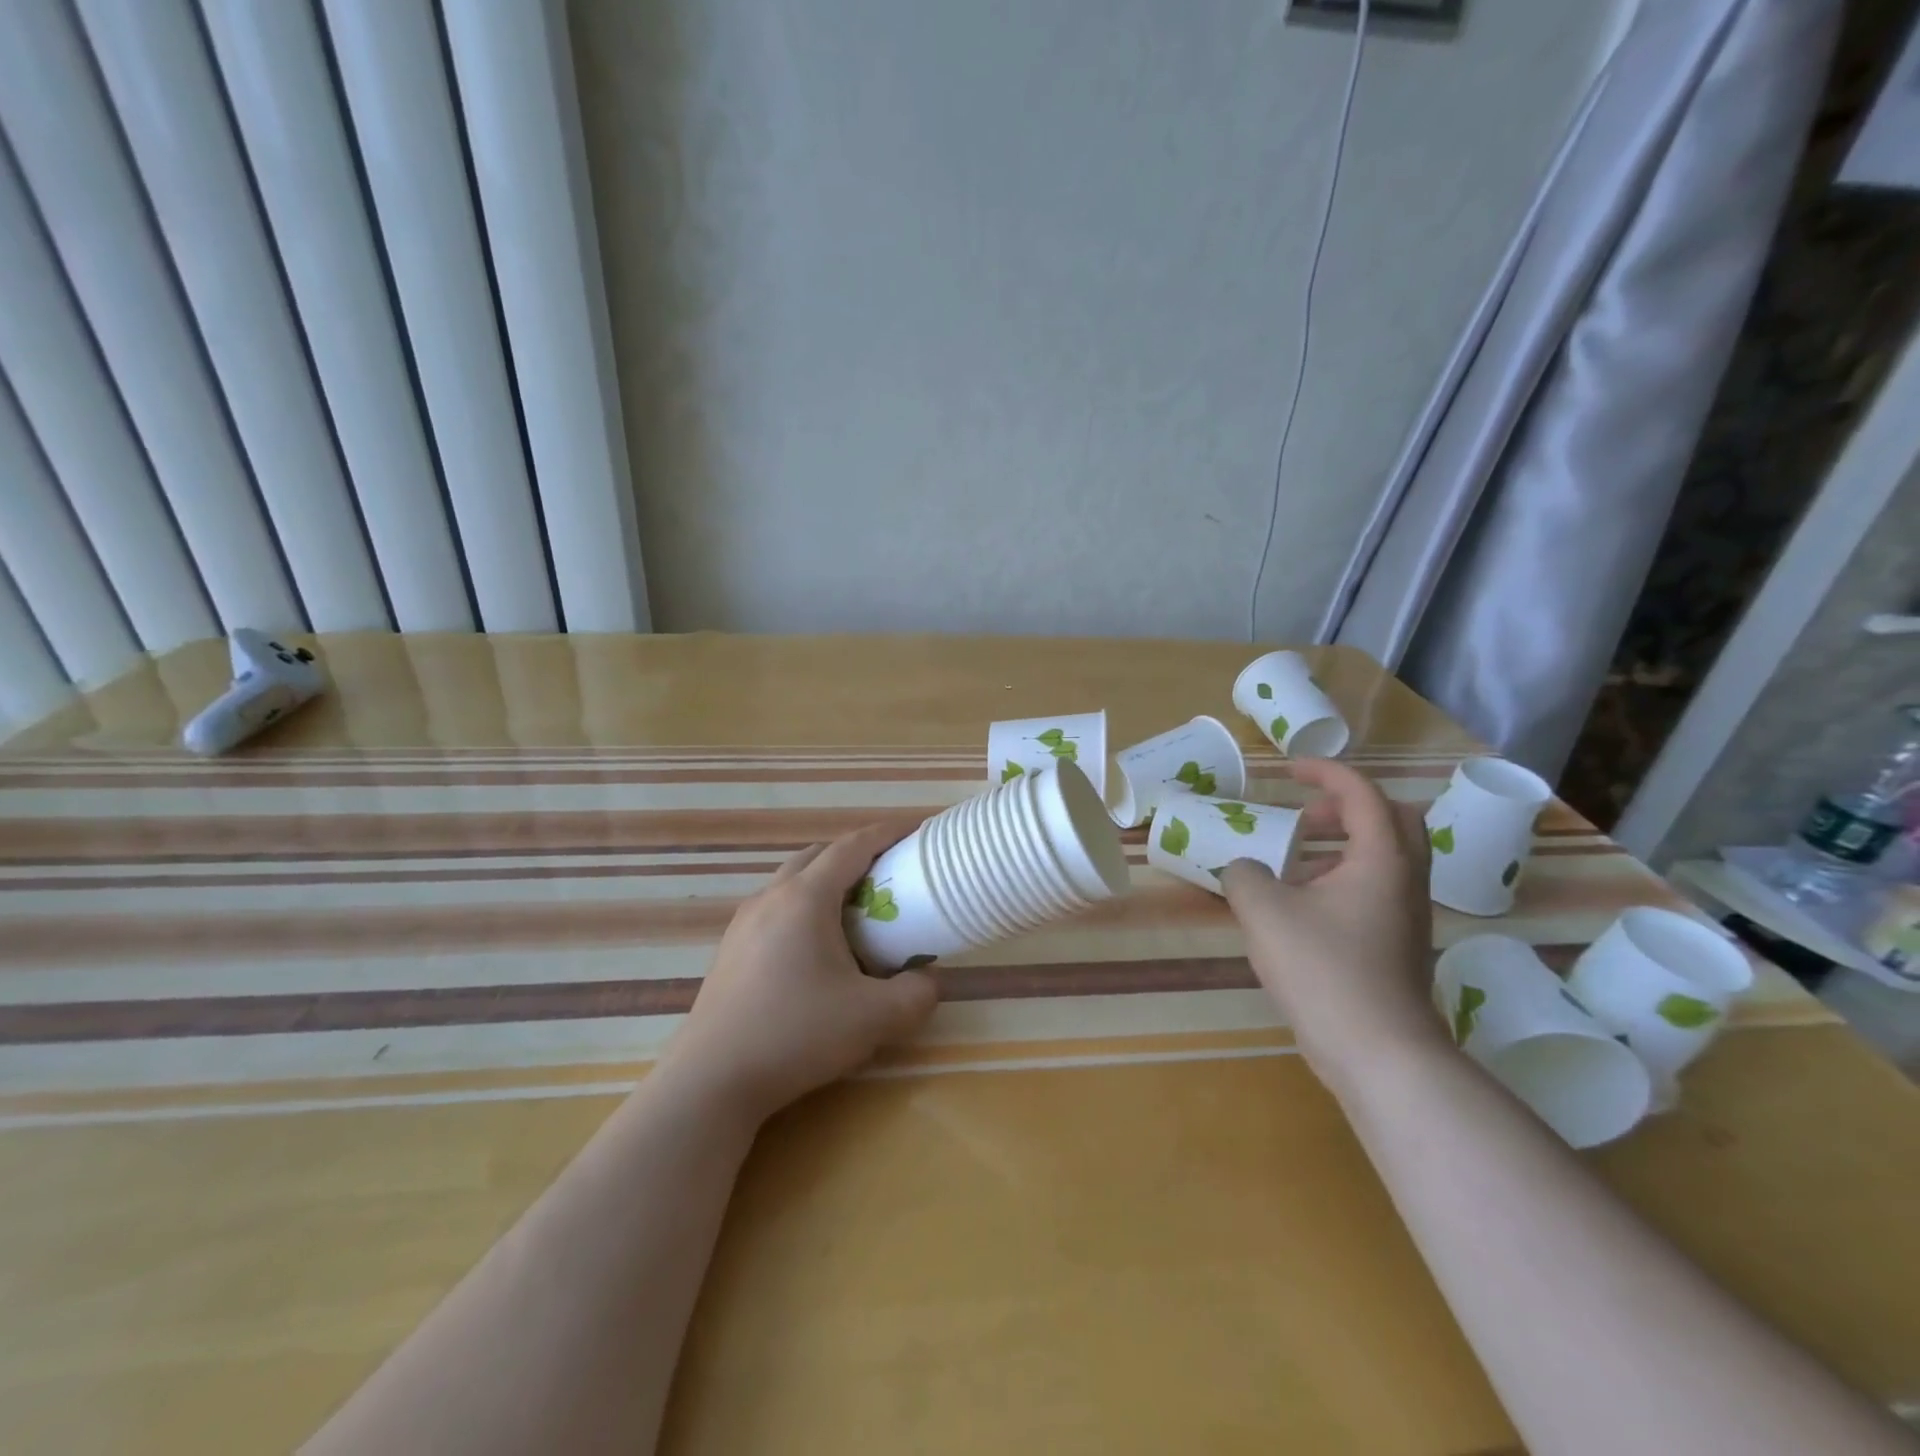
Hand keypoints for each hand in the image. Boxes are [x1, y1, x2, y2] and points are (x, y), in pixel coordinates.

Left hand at [661, 826, 940, 1121]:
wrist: (712, 1080)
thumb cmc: (796, 1034)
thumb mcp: (873, 1018)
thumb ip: (916, 995)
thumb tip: (928, 981)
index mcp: (806, 898)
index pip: (852, 846)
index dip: (886, 832)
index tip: (916, 829)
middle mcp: (771, 897)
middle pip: (819, 855)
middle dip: (857, 854)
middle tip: (890, 874)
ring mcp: (744, 922)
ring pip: (792, 880)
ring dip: (827, 881)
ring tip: (856, 911)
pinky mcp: (730, 949)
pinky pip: (775, 907)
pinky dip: (804, 907)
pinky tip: (816, 948)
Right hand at [1220, 758, 1445, 1096]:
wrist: (1378, 1052)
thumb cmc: (1323, 969)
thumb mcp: (1264, 911)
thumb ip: (1244, 875)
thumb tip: (1246, 869)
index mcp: (1382, 859)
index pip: (1363, 793)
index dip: (1325, 773)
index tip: (1288, 771)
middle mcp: (1404, 880)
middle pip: (1392, 819)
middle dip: (1345, 808)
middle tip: (1303, 818)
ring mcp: (1407, 915)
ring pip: (1385, 857)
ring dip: (1342, 845)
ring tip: (1294, 862)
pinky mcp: (1399, 945)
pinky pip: (1376, 890)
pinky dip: (1342, 879)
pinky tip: (1302, 907)